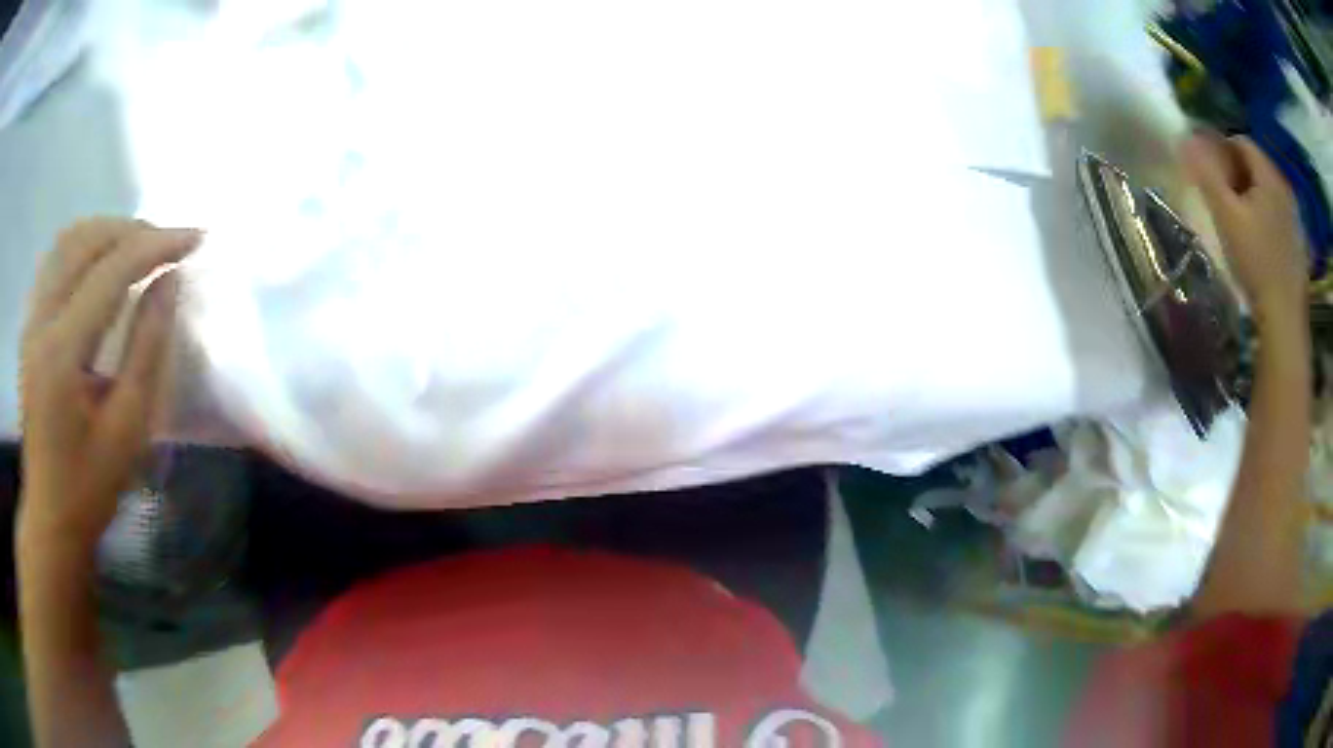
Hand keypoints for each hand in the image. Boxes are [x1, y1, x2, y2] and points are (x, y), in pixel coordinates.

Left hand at [18, 218, 198, 550]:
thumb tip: (168, 282)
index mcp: (62, 350)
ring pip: (69, 242)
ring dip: (108, 233)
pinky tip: (101, 260)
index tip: (195, 238)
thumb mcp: (127, 428)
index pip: (111, 270)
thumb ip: (147, 347)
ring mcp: (32, 322)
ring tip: (139, 246)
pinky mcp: (30, 328)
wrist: (50, 517)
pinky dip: (84, 246)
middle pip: (87, 242)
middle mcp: (42, 321)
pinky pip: (56, 261)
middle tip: (170, 244)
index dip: (156, 245)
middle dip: (133, 232)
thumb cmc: (90, 486)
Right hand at [1182, 132, 1307, 330]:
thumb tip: (1185, 138)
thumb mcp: (1225, 215)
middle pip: (1255, 166)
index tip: (1211, 174)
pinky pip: (1277, 214)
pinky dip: (1265, 217)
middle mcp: (1284, 188)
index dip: (1221, 149)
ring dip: (1251, 197)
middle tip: (1223, 199)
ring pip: (1266, 192)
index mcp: (1268, 175)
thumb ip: (1206, 173)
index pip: (1240, 141)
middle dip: (1237, 174)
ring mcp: (1294, 217)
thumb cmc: (1255, 262)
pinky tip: (1258, 242)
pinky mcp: (1297, 242)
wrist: (1284, 319)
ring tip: (1240, 222)